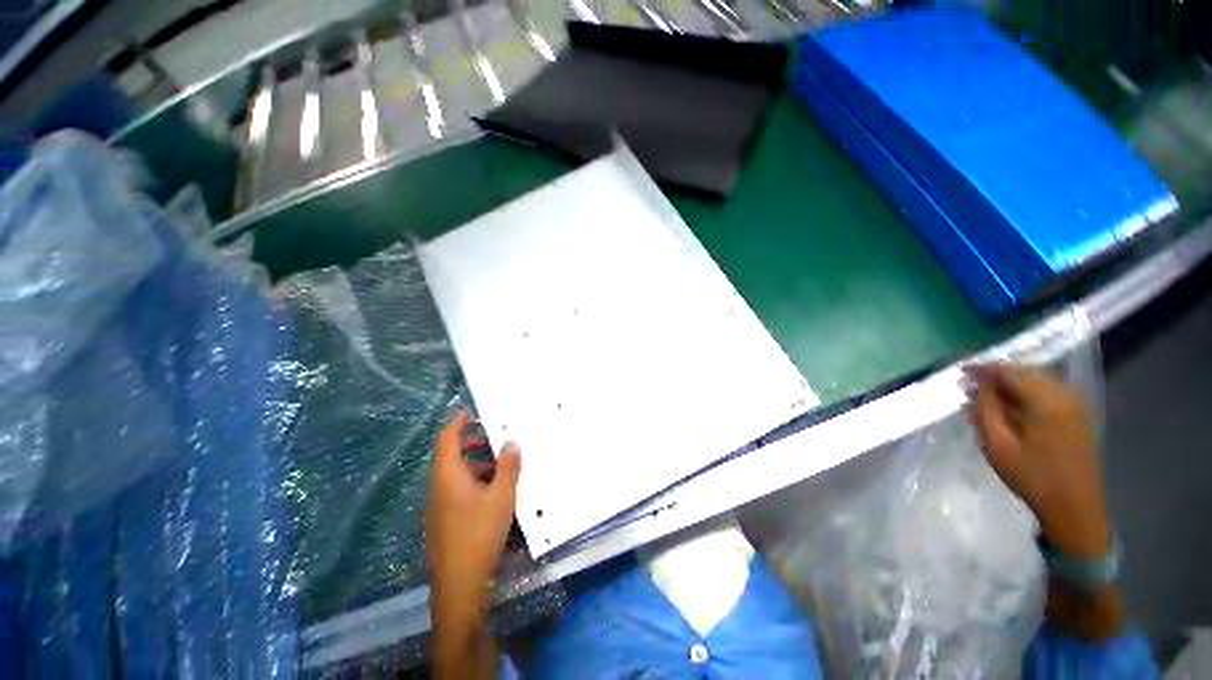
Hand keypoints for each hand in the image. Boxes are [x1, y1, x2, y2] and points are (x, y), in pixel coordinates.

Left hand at [426, 411, 521, 627]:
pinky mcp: (442, 522)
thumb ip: (507, 466)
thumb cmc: (480, 533)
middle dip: (470, 443)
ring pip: (453, 475)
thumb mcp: (502, 496)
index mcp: (448, 476)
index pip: (446, 439)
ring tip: (499, 466)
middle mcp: (438, 488)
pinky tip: (492, 493)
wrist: (460, 585)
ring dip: (474, 464)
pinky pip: (455, 491)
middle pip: (449, 456)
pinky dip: (472, 482)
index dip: (456, 423)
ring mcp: (437, 507)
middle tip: (492, 439)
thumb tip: (511, 443)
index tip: (469, 412)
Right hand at [968, 363, 1110, 558]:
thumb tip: (979, 385)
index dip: (982, 369)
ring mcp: (1076, 404)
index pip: (1008, 371)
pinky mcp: (1079, 416)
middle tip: (970, 387)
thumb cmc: (1032, 477)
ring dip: (1011, 386)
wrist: (1075, 508)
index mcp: (1045, 400)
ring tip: (987, 398)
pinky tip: (1012, 408)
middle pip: (1025, 373)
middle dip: (996, 377)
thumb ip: (986, 409)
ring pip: (1037, 382)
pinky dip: (1027, 395)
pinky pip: (1049, 393)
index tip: (960, 372)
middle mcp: (1065, 394)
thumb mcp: (998, 445)